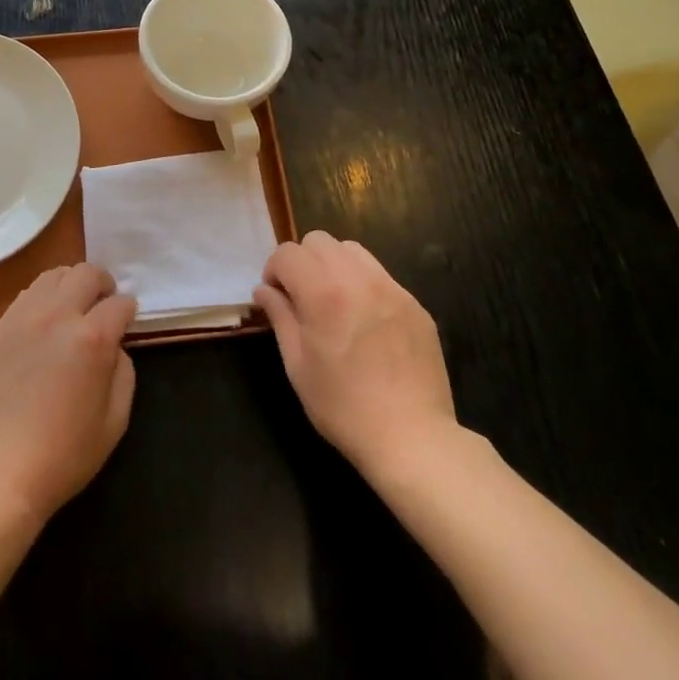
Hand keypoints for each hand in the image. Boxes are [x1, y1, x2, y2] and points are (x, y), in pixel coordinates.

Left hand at [0, 263, 137, 526]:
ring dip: (71, 284)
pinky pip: (26, 296)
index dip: (129, 311)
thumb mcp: (114, 423)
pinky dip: (43, 299)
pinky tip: (44, 324)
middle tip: (104, 304)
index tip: (127, 322)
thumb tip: (114, 347)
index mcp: (91, 338)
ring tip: (73, 308)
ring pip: (53, 276)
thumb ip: (123, 373)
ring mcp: (22, 318)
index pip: (120, 303)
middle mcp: (57, 316)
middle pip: (86, 273)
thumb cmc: (62, 457)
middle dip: (103, 284)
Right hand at [256, 230, 458, 479]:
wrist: (412, 438)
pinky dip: (363, 283)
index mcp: (323, 293)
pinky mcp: (414, 303)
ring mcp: (391, 288)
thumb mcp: (297, 365)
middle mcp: (358, 279)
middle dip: (302, 261)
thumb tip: (264, 290)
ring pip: (351, 250)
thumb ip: (279, 317)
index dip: (274, 270)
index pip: (288, 253)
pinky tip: (365, 320)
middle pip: (319, 241)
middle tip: (302, 297)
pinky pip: (380, 275)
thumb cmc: (344, 407)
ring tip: (334, 301)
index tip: (276, 297)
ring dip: (333, 265)